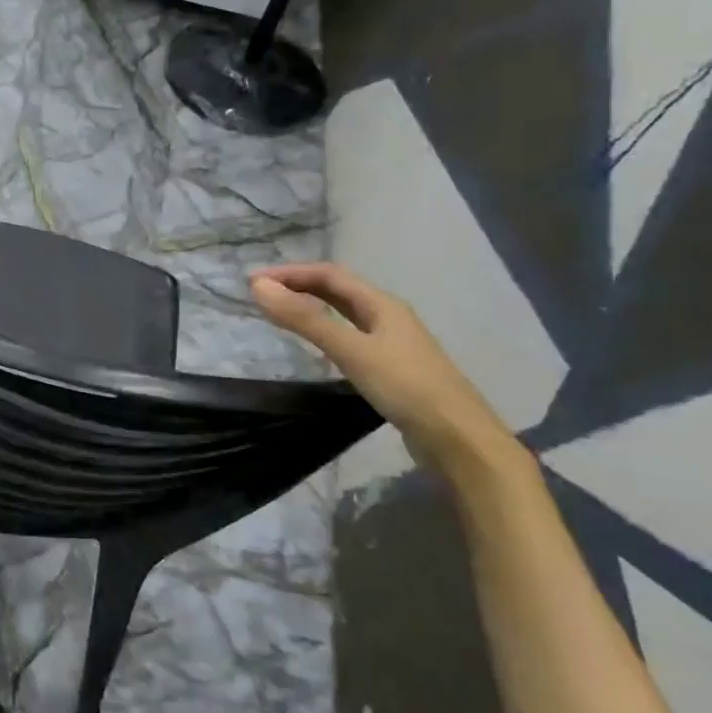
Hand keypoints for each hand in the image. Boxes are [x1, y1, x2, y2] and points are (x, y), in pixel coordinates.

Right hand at [250, 262, 504, 462]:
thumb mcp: (350, 350)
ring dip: (311, 305)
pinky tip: (315, 344)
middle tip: (261, 294)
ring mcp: (392, 342)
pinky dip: (324, 329)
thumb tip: (258, 287)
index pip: (329, 274)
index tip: (252, 280)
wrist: (459, 440)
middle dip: (298, 285)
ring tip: (280, 311)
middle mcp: (388, 315)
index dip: (290, 273)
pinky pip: (349, 334)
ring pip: (344, 312)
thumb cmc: (405, 387)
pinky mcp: (391, 367)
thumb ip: (304, 319)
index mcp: (381, 304)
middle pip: (338, 290)